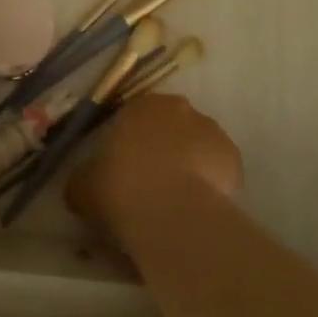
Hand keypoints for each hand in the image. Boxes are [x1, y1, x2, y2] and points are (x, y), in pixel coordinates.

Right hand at [67, 93, 242, 235]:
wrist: (171, 211)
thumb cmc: (120, 187)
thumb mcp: (83, 186)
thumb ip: (84, 179)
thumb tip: (83, 185)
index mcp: (140, 105)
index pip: (135, 115)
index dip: (131, 141)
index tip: (126, 167)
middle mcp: (178, 108)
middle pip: (170, 126)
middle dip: (163, 148)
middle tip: (151, 182)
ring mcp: (211, 130)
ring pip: (197, 145)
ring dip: (189, 163)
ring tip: (176, 199)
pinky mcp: (234, 157)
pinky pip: (219, 168)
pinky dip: (212, 182)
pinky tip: (198, 206)